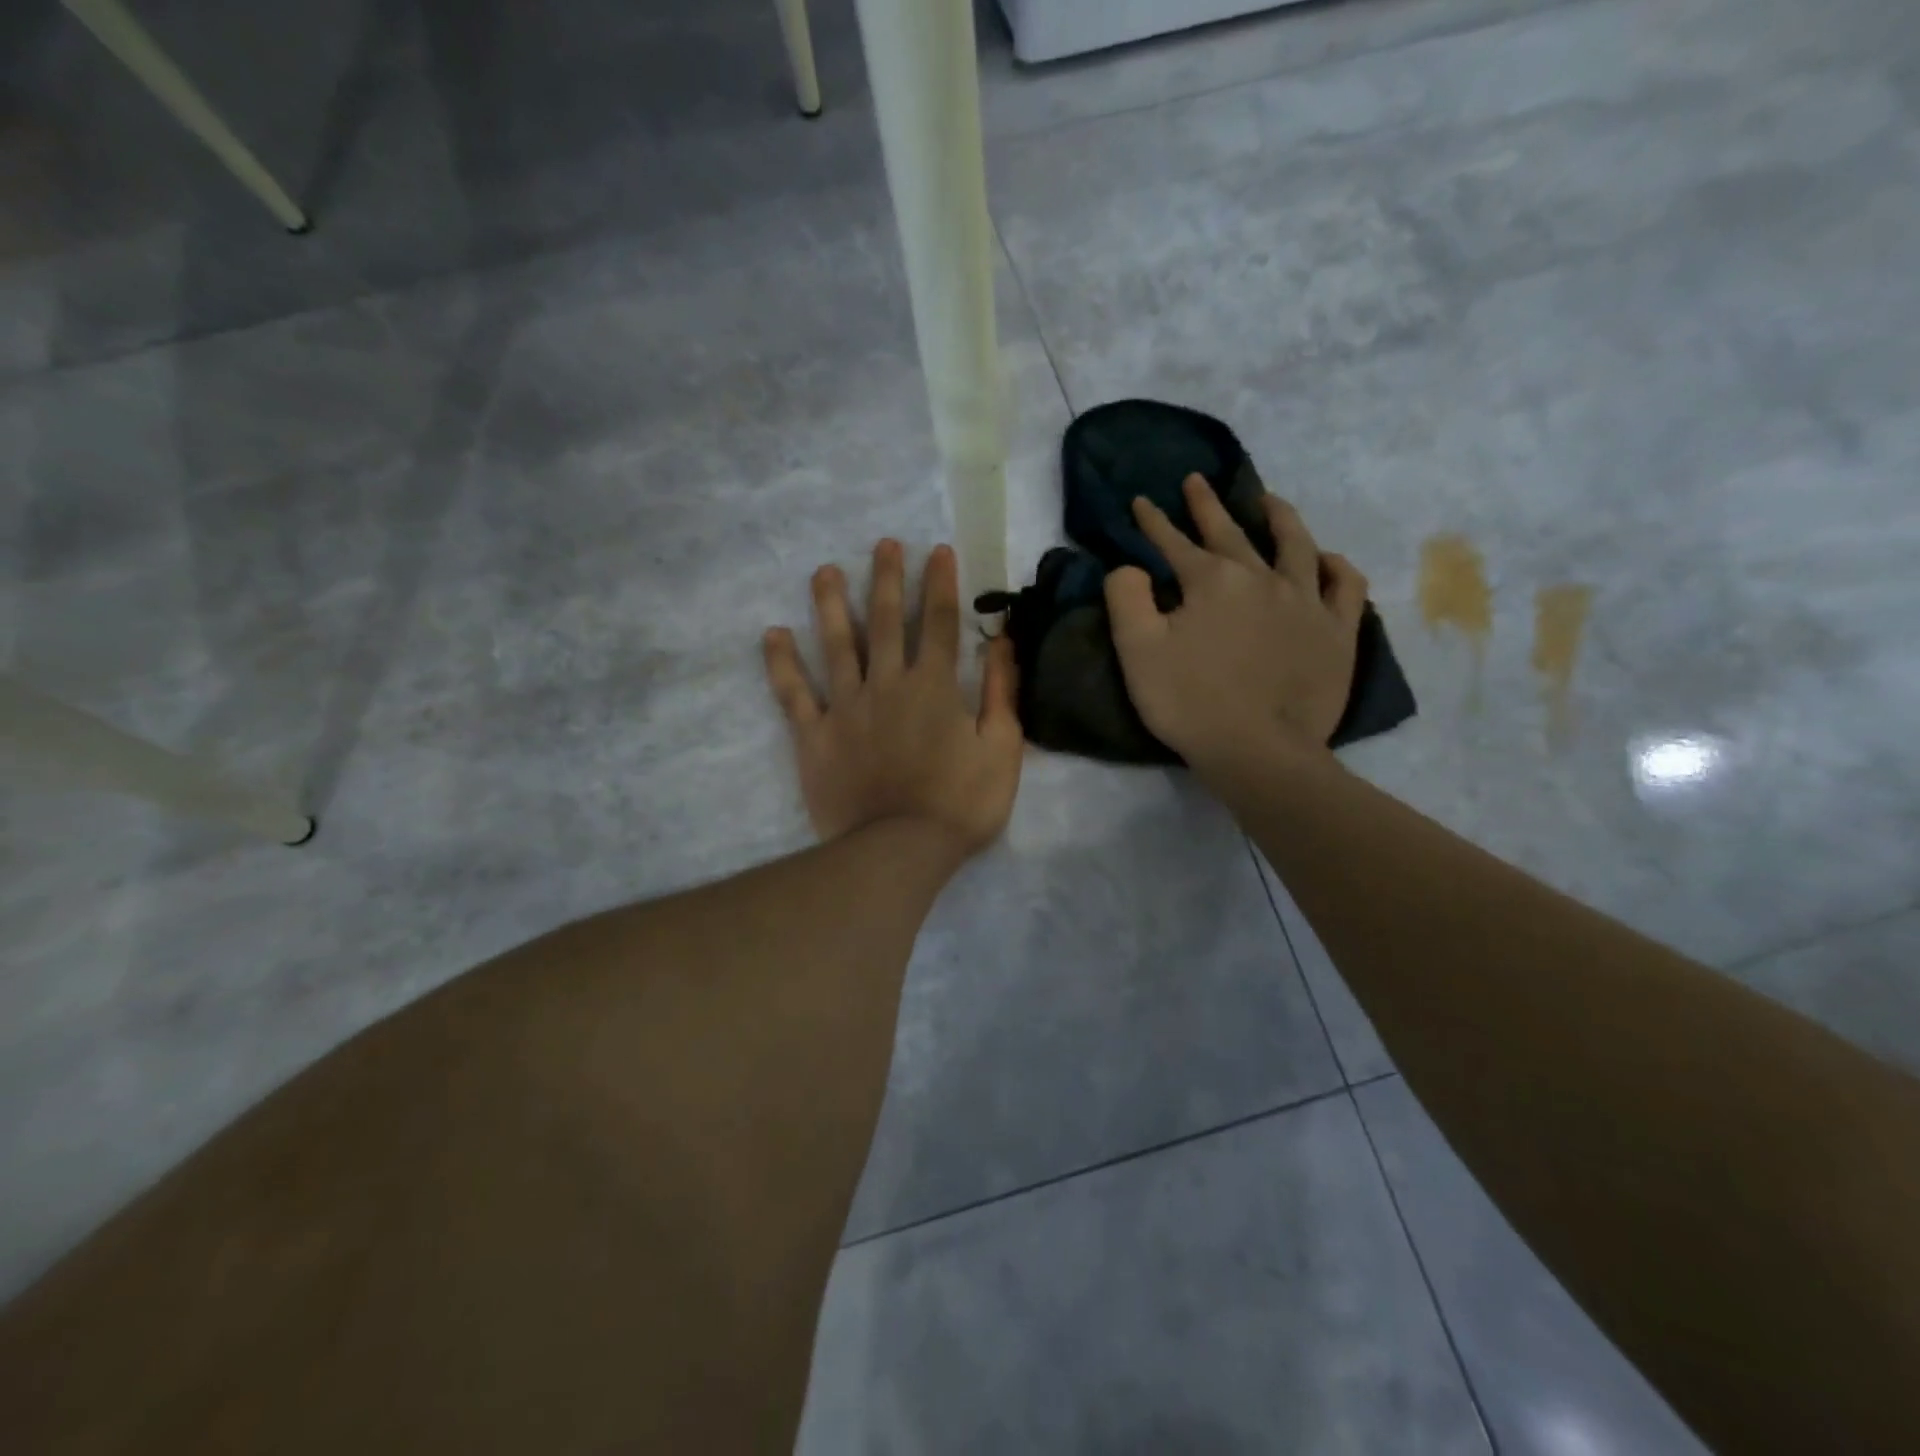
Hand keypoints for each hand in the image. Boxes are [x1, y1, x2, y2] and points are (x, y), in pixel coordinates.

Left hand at [764, 540, 1023, 855]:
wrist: (899, 850)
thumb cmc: (960, 804)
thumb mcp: (1003, 750)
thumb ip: (1002, 693)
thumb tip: (1002, 642)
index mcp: (933, 686)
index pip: (938, 623)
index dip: (939, 584)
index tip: (937, 551)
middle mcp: (886, 684)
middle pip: (884, 621)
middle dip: (886, 578)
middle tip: (883, 543)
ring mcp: (845, 707)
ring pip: (836, 645)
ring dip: (830, 605)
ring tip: (824, 571)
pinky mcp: (814, 735)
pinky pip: (794, 694)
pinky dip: (782, 664)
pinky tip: (773, 634)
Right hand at [1105, 475, 1367, 773]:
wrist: (1259, 750)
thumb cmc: (1190, 702)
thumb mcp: (1137, 651)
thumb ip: (1125, 598)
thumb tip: (1129, 567)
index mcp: (1211, 581)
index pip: (1175, 543)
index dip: (1153, 522)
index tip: (1140, 502)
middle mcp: (1261, 578)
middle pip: (1231, 532)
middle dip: (1207, 506)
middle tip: (1196, 481)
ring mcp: (1306, 602)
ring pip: (1295, 545)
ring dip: (1278, 518)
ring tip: (1267, 501)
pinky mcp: (1337, 631)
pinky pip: (1345, 586)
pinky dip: (1335, 567)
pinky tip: (1326, 559)